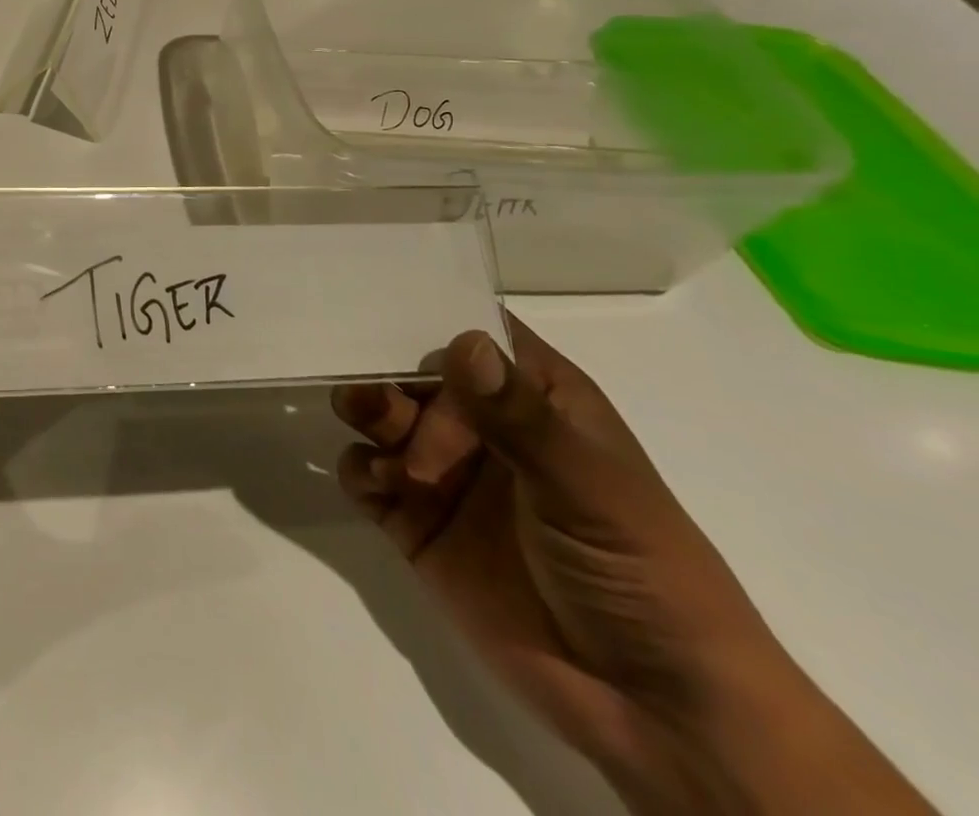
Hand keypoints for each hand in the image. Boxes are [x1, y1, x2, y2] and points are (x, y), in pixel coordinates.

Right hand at [333, 320, 933, 815]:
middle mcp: (483, 426)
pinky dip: (360, 469)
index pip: (477, 335)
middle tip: (377, 402)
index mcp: (535, 401)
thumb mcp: (590, 491)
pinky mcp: (416, 521)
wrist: (653, 711)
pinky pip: (367, 474)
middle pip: (415, 371)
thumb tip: (464, 342)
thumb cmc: (641, 575)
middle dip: (387, 374)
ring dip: (368, 415)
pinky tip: (378, 485)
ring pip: (383, 415)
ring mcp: (447, 473)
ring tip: (378, 441)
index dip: (434, 316)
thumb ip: (520, 419)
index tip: (378, 303)